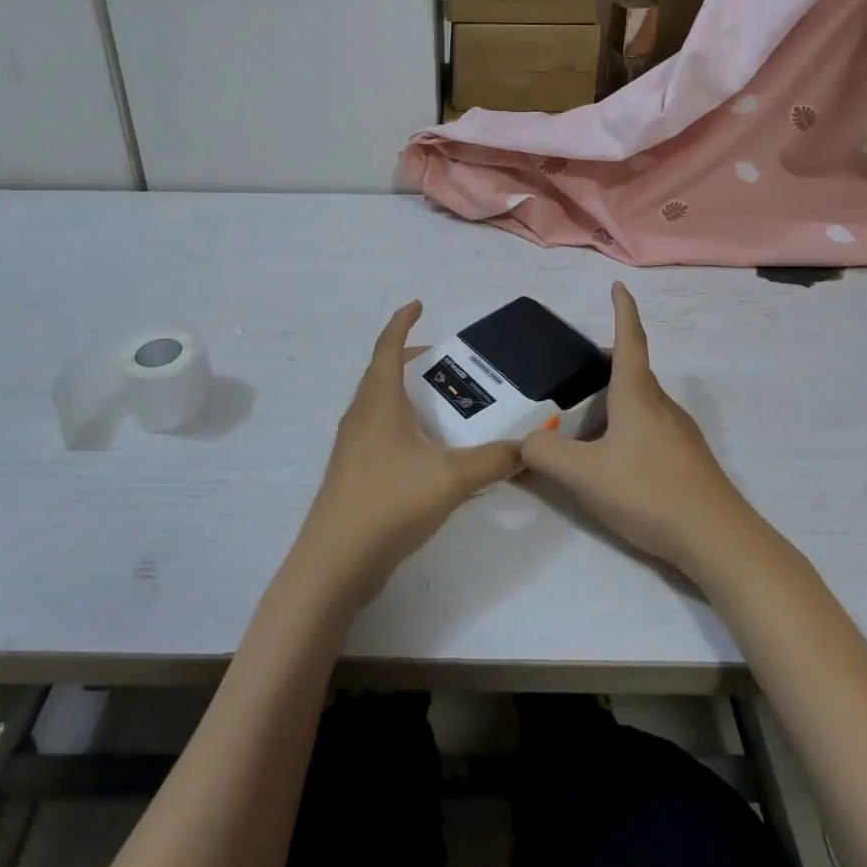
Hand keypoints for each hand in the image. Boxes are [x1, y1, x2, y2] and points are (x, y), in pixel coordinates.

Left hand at [291, 301, 522, 604]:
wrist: (336, 561)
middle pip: (382, 373)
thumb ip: (494, 460)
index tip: (418, 304)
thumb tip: (531, 447)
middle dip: (410, 360)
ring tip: (440, 403)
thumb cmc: (390, 501)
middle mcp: (361, 415)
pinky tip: (426, 450)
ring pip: (379, 404)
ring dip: (405, 393)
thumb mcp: (452, 478)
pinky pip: (379, 431)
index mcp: (378, 401)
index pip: (387, 347)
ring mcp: (352, 446)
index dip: (402, 322)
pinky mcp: (353, 473)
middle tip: (444, 362)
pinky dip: (402, 424)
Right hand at [522, 282, 758, 573]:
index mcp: (637, 395)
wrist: (718, 539)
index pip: (630, 339)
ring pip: (642, 403)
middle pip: (633, 372)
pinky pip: (651, 429)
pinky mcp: (688, 459)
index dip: (622, 310)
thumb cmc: (649, 491)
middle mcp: (661, 404)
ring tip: (584, 427)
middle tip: (575, 377)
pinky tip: (614, 463)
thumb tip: (526, 442)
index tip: (618, 286)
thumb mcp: (584, 475)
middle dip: (606, 366)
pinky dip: (628, 430)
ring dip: (615, 403)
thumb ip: (545, 455)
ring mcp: (680, 432)